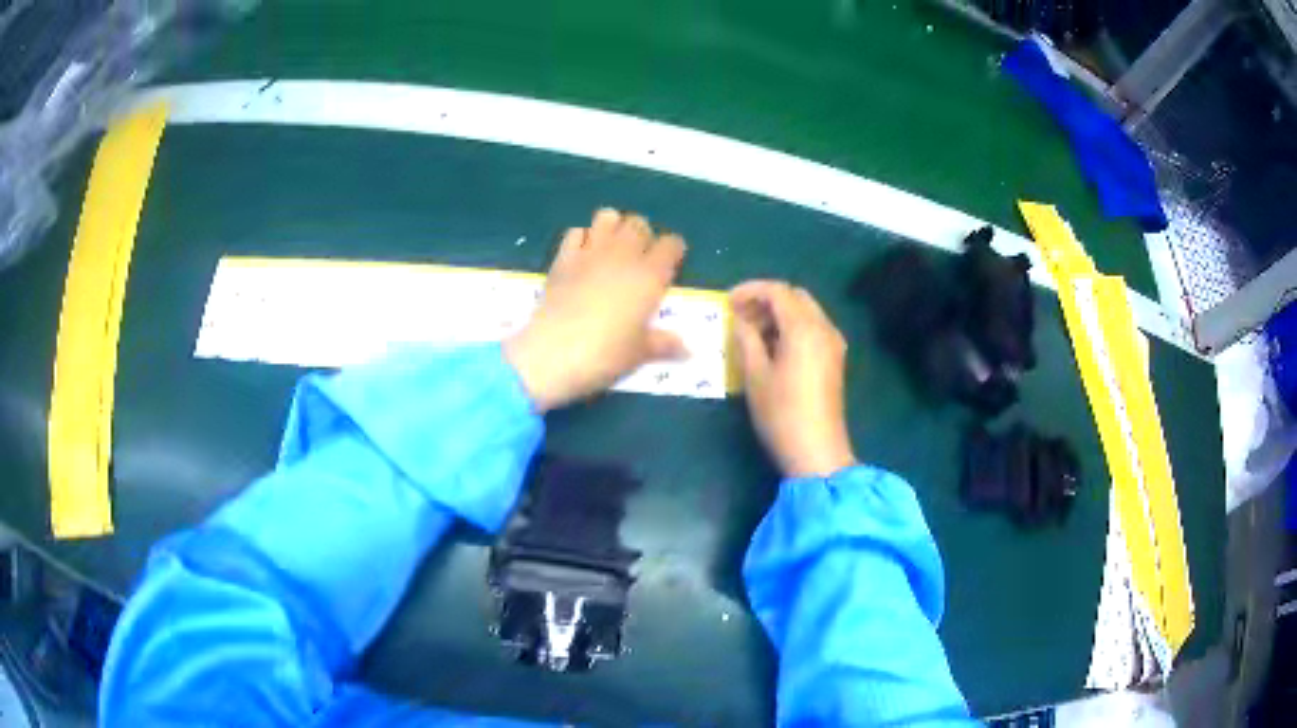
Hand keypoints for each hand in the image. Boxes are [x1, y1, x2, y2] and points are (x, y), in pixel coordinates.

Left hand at [505, 209, 687, 411]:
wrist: (553, 352)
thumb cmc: (605, 354)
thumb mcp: (639, 353)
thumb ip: (664, 345)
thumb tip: (688, 351)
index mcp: (649, 276)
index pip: (671, 245)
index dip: (673, 251)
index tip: (671, 263)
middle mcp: (623, 256)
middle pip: (639, 224)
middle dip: (643, 235)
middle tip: (639, 257)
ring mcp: (590, 253)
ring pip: (607, 217)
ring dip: (613, 226)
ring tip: (612, 247)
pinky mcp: (563, 258)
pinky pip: (576, 232)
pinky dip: (582, 237)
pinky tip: (583, 253)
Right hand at [731, 281, 856, 477]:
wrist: (816, 450)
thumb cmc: (781, 413)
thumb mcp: (755, 375)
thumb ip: (746, 339)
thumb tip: (740, 320)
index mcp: (804, 328)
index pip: (777, 291)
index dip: (750, 290)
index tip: (727, 302)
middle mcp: (823, 328)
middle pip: (795, 296)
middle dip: (766, 299)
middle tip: (740, 316)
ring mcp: (833, 343)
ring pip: (806, 311)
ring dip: (780, 313)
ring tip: (752, 332)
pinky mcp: (835, 359)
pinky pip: (813, 328)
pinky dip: (793, 326)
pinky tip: (773, 346)